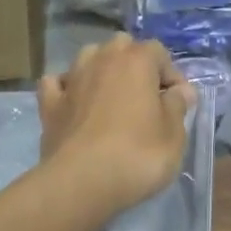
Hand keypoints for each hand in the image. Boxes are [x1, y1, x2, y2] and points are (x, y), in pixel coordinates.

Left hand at [38, 34, 195, 219]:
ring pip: (88, 58)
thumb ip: (178, 107)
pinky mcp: (49, 104)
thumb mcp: (174, 136)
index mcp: (136, 61)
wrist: (81, 182)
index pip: (159, 52)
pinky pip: (57, 84)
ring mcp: (71, 80)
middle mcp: (101, 60)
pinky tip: (74, 102)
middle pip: (122, 48)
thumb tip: (180, 90)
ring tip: (112, 98)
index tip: (179, 103)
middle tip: (145, 98)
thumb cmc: (137, 156)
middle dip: (135, 65)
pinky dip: (66, 88)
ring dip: (102, 71)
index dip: (171, 75)